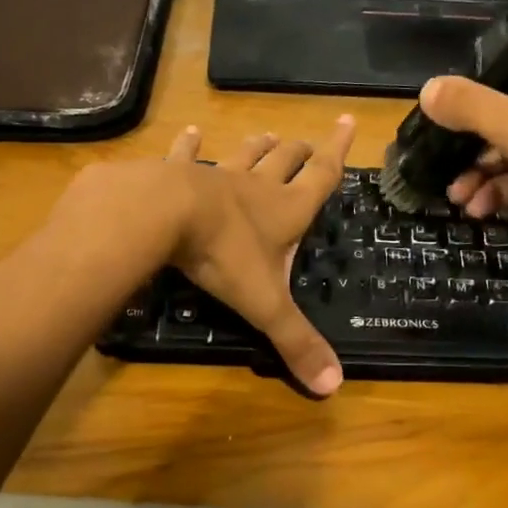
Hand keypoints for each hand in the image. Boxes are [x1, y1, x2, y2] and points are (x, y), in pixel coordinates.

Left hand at [162, 116, 356, 395]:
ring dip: (258, 147)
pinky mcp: (176, 174)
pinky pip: (186, 155)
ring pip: (244, 156)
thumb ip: (296, 342)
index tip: (347, 120)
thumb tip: (333, 387)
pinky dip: (189, 145)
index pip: (323, 175)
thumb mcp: (264, 303)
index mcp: (286, 210)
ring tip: (267, 135)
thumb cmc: (222, 255)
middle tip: (308, 143)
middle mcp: (257, 188)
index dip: (338, 150)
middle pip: (286, 162)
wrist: (161, 215)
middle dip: (300, 152)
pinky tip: (191, 132)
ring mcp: (216, 177)